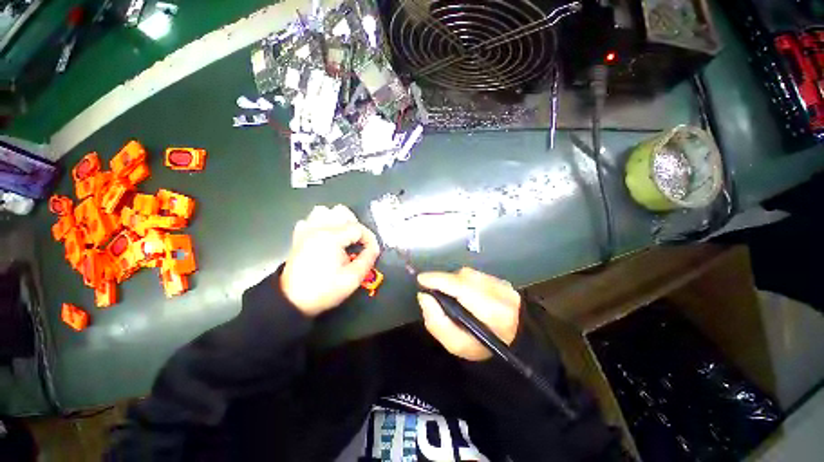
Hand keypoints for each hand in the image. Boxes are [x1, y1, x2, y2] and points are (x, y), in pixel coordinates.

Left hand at [281, 205, 379, 316]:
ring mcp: (306, 231)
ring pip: (324, 212)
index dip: (370, 239)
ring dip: (337, 221)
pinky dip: (320, 224)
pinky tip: (325, 237)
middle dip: (356, 227)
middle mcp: (318, 228)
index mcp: (332, 237)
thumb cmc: (324, 290)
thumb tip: (374, 248)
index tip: (372, 251)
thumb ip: (367, 259)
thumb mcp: (353, 278)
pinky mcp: (299, 237)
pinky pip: (310, 221)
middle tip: (359, 243)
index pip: (358, 228)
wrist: (292, 301)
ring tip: (343, 236)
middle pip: (342, 212)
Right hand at [417, 268, 520, 360]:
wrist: (515, 340)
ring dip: (453, 279)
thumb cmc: (483, 347)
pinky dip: (463, 280)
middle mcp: (500, 291)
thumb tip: (424, 296)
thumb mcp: (457, 345)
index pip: (463, 288)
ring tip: (446, 292)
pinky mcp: (501, 280)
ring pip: (469, 274)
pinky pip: (474, 275)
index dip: (440, 280)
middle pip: (464, 277)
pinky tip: (461, 291)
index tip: (421, 280)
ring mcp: (502, 283)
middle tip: (431, 288)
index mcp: (493, 312)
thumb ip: (437, 322)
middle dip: (444, 280)